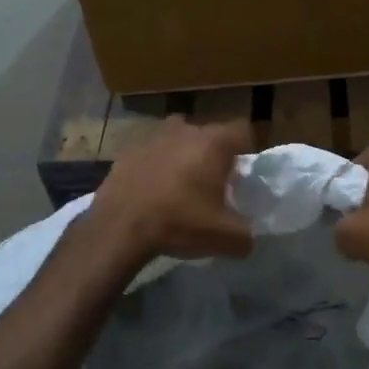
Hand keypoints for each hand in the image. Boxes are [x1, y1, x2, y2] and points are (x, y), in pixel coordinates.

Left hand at [90, 115, 253, 261]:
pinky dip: (157, 166)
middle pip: (209, 135)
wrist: (119, 228)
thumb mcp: (225, 238)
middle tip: (212, 185)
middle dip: (214, 155)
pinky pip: (153, 153)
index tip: (241, 175)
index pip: (243, 131)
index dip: (246, 151)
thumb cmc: (179, 222)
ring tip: (181, 186)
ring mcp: (153, 137)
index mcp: (213, 143)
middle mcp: (185, 130)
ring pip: (179, 140)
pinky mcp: (129, 150)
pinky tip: (153, 192)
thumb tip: (249, 237)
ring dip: (184, 156)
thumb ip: (246, 235)